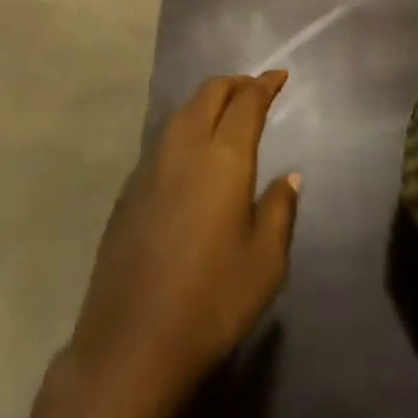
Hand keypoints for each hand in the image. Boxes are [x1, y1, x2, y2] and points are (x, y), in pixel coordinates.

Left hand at [66, 71, 301, 417]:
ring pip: (181, 112)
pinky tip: (192, 153)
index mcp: (222, 158)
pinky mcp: (129, 187)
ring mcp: (150, 165)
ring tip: (226, 113)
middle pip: (209, 94)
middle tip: (255, 89)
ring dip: (207, 102)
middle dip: (235, 84)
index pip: (246, 103)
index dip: (264, 85)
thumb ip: (279, 211)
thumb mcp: (265, 263)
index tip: (279, 76)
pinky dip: (186, 127)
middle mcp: (184, 148)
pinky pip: (163, 139)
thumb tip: (289, 176)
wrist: (132, 341)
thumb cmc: (212, 302)